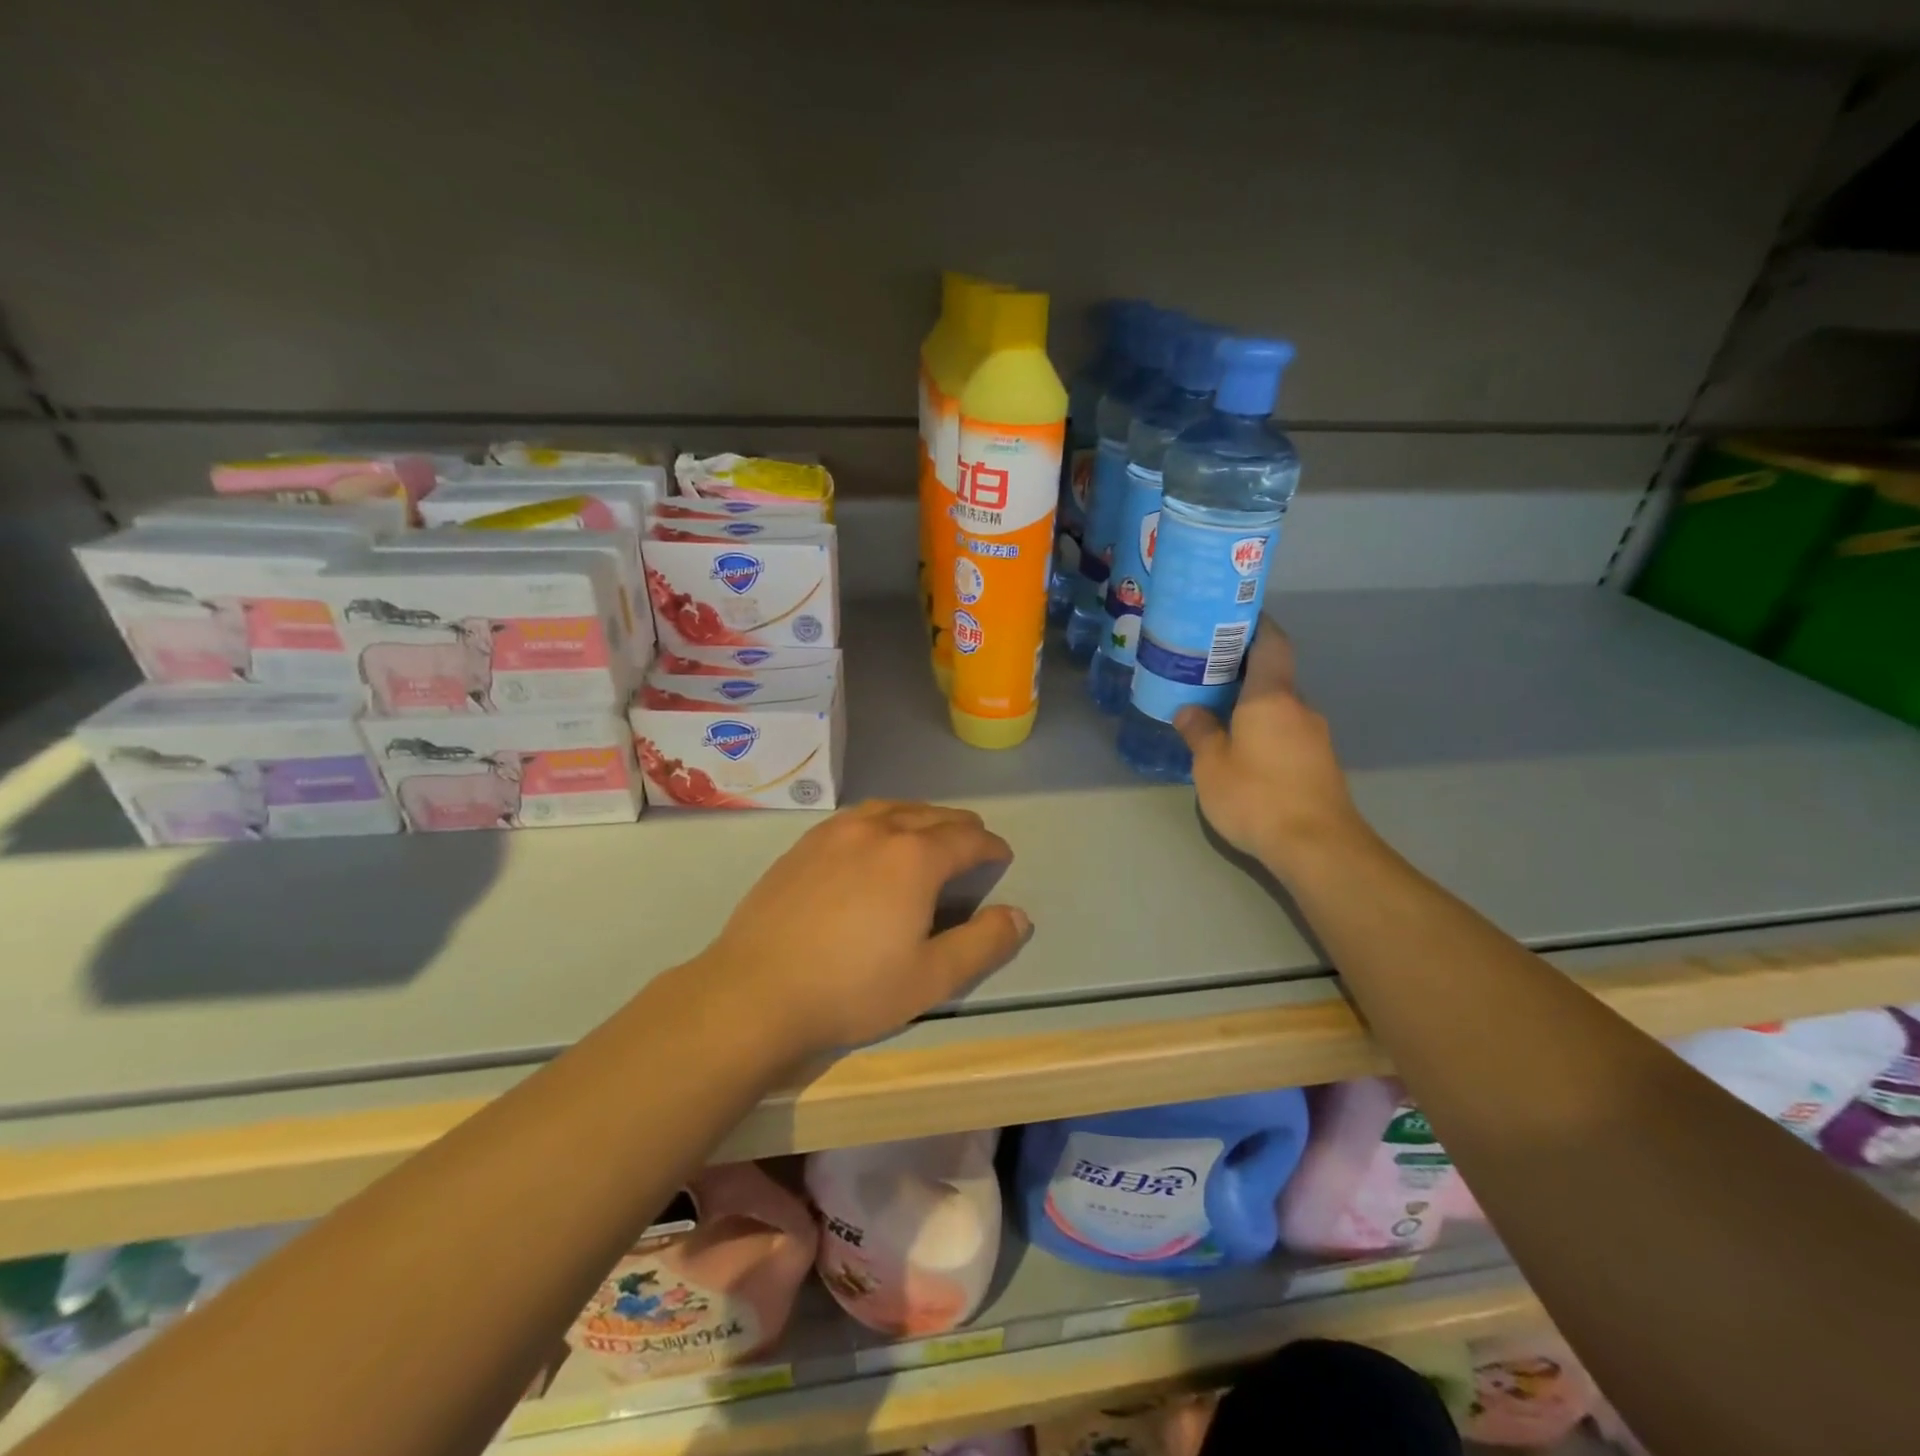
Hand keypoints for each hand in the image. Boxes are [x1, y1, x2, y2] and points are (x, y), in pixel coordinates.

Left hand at [694, 801, 1029, 1055]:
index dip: (991, 846)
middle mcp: (878, 830)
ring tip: (929, 835)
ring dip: (921, 817)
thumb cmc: (851, 989)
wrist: (755, 991)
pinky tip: (875, 840)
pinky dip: (882, 819)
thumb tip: (1019, 916)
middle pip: (932, 814)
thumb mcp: (931, 978)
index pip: (967, 837)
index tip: (1001, 856)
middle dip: (961, 827)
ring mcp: (835, 832)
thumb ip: (983, 943)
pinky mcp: (804, 843)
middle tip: (973, 845)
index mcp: (915, 857)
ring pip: (892, 808)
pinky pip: (857, 816)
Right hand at [1174, 618, 1370, 876]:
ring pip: (1279, 708)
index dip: (1254, 626)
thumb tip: (1188, 711)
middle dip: (1242, 671)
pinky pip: (1286, 732)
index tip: (1229, 621)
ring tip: (1216, 714)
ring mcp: (1314, 737)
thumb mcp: (1211, 765)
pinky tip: (1241, 750)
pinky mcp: (1319, 764)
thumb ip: (1199, 733)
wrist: (1317, 846)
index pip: (1271, 643)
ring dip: (1252, 705)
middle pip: (1273, 675)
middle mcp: (1299, 708)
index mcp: (1272, 696)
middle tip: (1205, 673)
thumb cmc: (1257, 796)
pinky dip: (1263, 730)